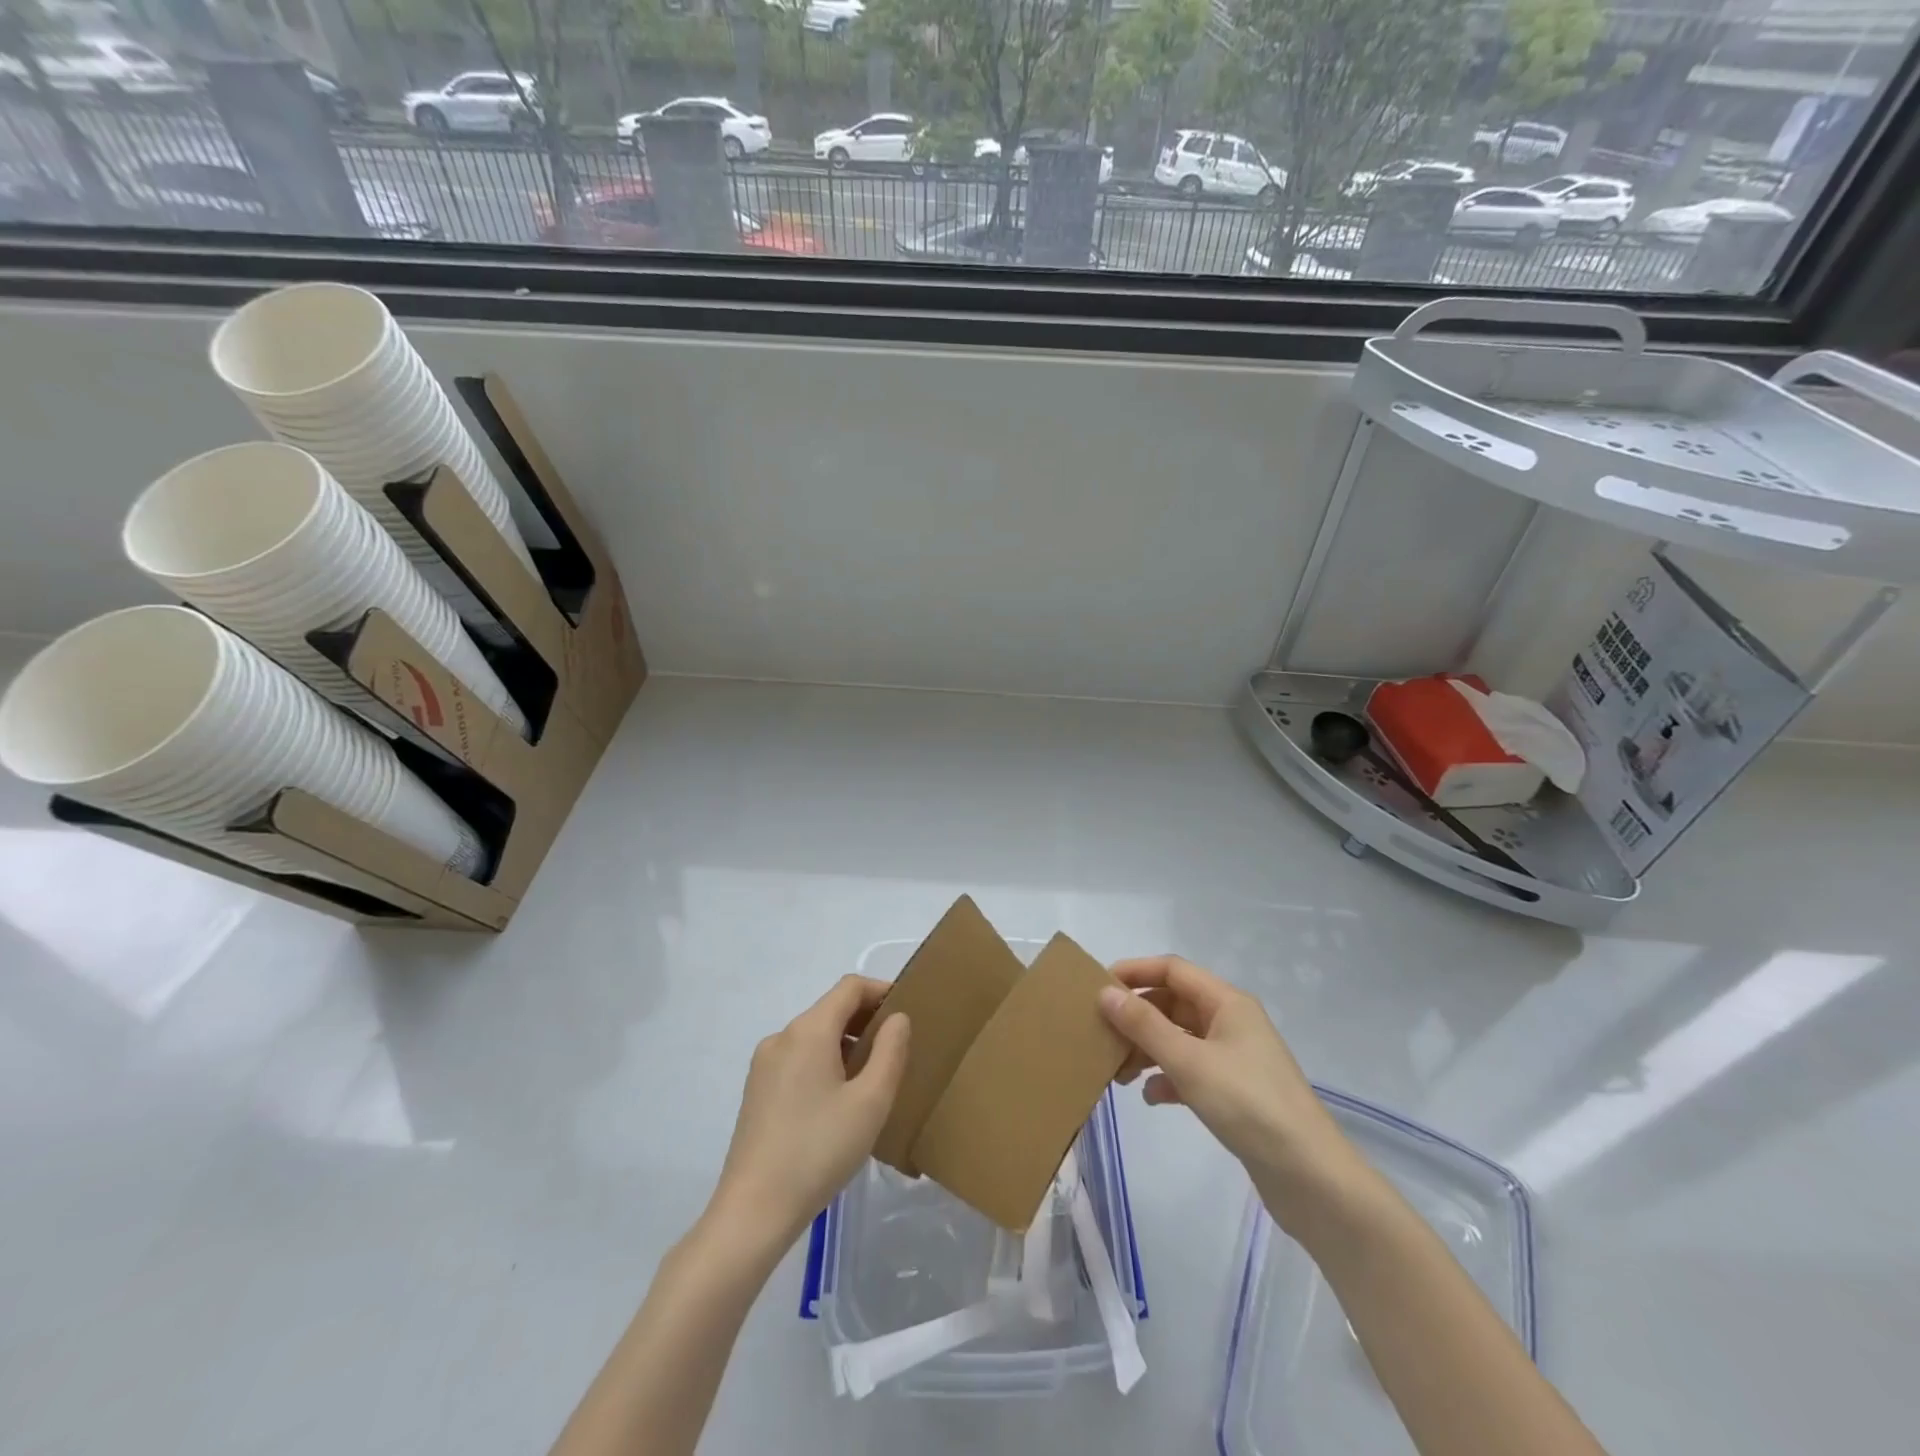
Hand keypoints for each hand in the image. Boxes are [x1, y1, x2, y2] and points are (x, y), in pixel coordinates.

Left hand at [708, 976, 910, 1253]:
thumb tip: (897, 1019)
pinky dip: (825, 1062)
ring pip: (814, 1036)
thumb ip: (890, 1052)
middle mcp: (782, 1036)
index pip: (850, 987)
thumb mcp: (871, 1102)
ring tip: (872, 1078)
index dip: (881, 991)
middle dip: (866, 1020)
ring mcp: (764, 1064)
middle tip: (897, 1049)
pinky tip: (839, 1101)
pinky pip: (798, 1059)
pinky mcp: (756, 1091)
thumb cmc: (819, 1151)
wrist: (753, 1211)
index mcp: (809, 1030)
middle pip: (831, 1009)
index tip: (907, 1012)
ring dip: (846, 1043)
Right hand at [1099, 956, 1363, 1229]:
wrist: (1310, 1178)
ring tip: (1119, 1073)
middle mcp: (1231, 1022)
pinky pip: (1191, 1071)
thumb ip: (1144, 1026)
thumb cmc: (1248, 1105)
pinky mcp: (1235, 1092)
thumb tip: (1105, 992)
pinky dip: (1167, 1079)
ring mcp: (1234, 1058)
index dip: (1134, 972)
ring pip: (1179, 1039)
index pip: (1172, 969)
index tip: (1097, 987)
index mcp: (1227, 1002)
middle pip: (1173, 1004)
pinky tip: (1151, 1098)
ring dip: (1148, 1049)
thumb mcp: (1189, 1061)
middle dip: (1137, 1017)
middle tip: (1101, 1035)